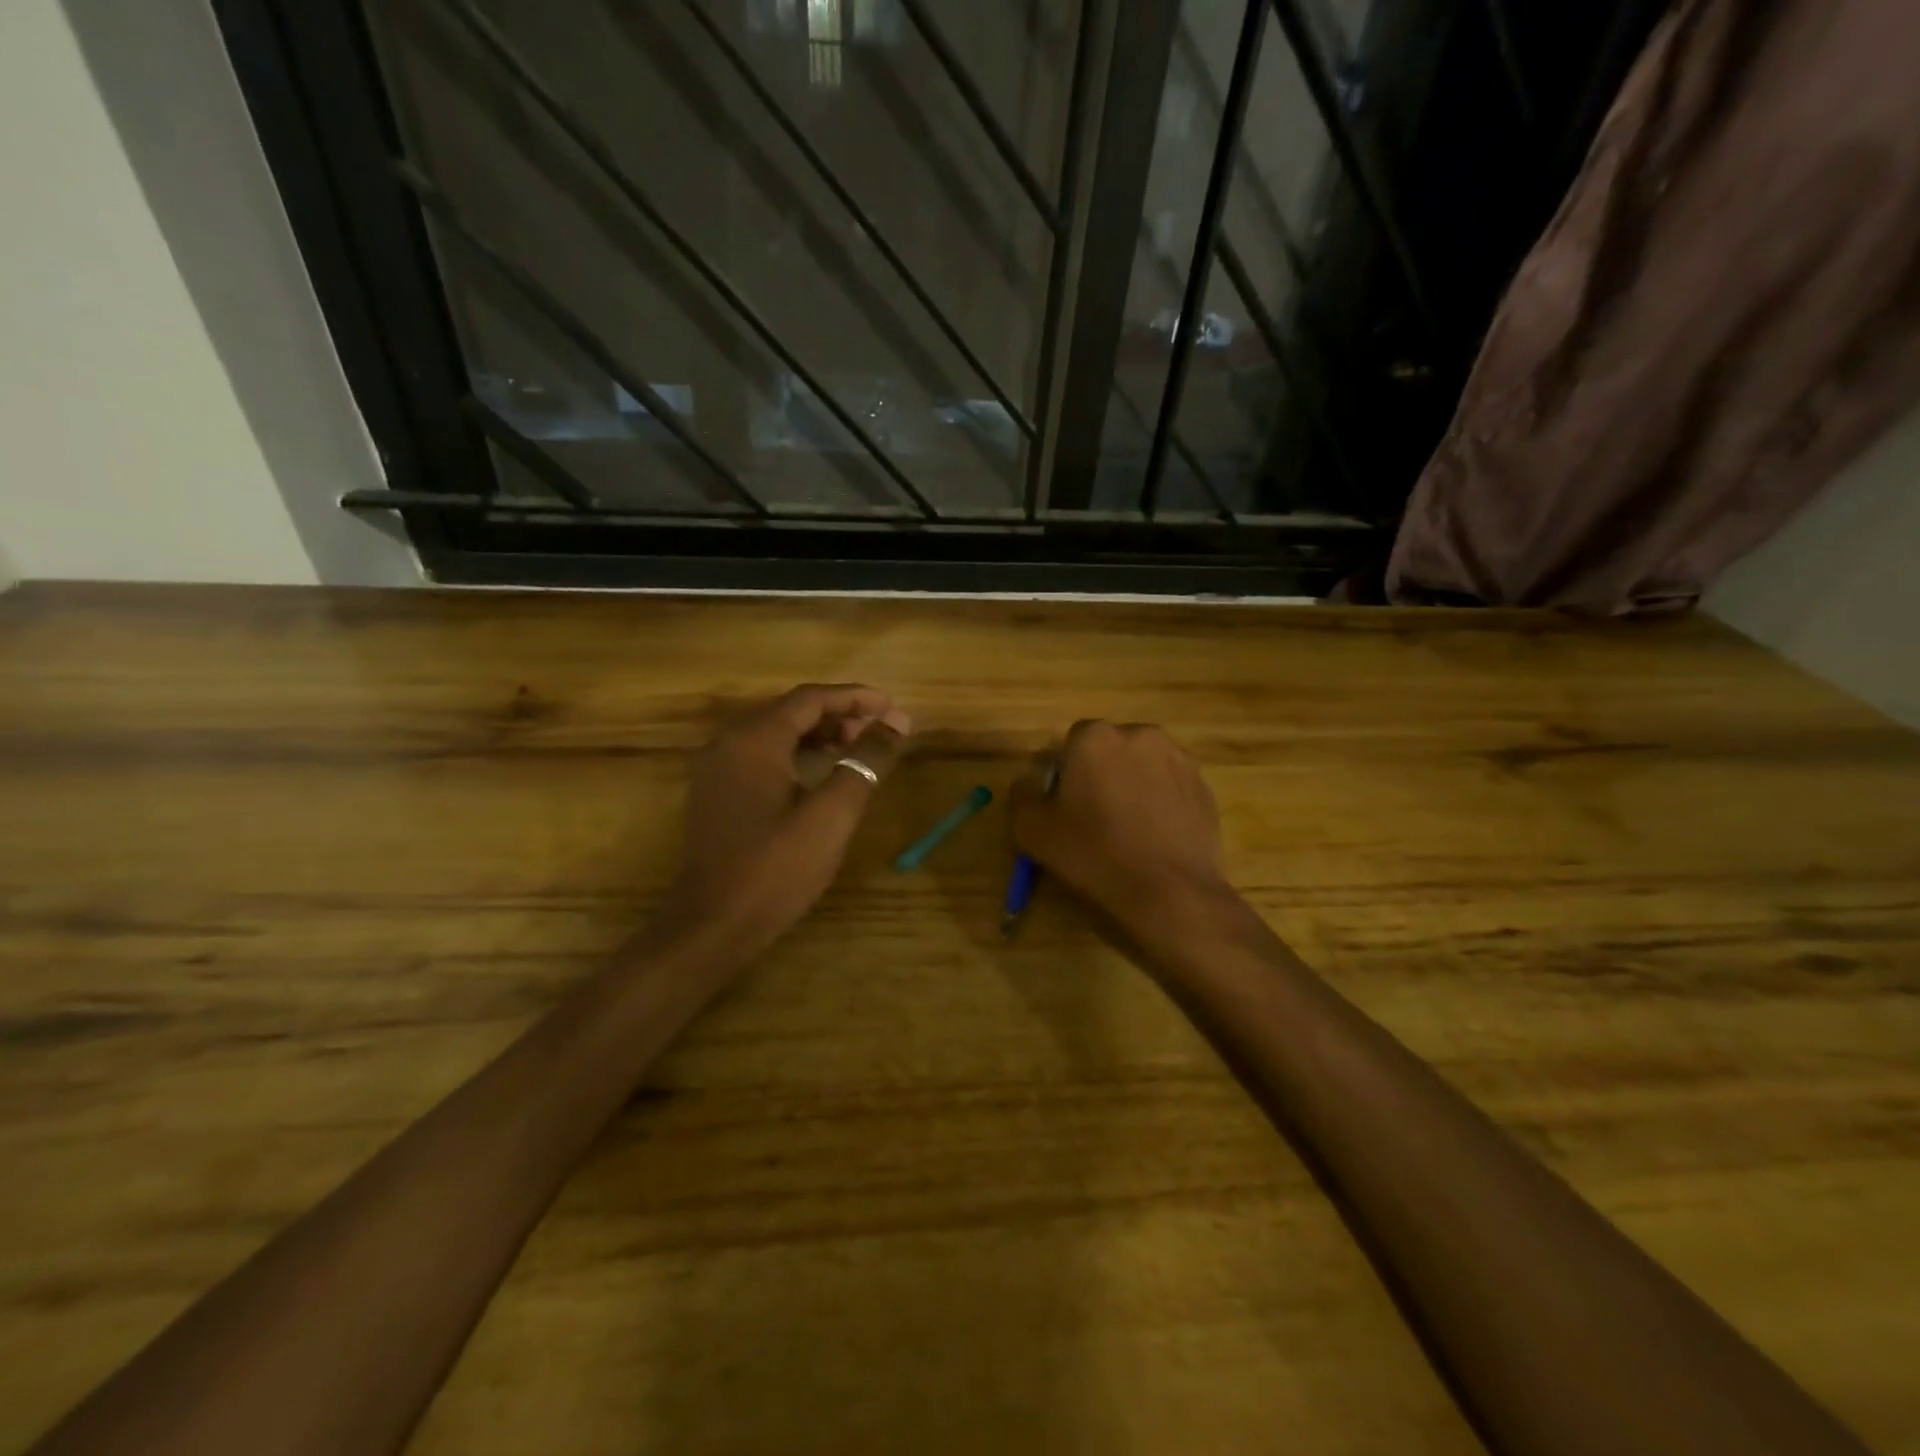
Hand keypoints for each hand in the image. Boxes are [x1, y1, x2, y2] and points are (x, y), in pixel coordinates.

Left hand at [660, 684, 909, 957]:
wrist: (711, 926)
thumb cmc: (775, 870)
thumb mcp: (831, 816)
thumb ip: (864, 764)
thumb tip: (896, 724)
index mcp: (754, 741)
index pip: (810, 699)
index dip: (855, 698)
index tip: (892, 708)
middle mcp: (729, 743)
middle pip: (790, 711)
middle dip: (839, 715)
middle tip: (879, 732)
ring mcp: (717, 769)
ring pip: (775, 733)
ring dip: (819, 734)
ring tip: (857, 749)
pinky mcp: (716, 794)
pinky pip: (762, 756)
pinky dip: (796, 754)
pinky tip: (820, 774)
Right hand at [1009, 720, 1232, 932]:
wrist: (1170, 891)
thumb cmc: (1094, 854)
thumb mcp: (1033, 830)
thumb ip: (1022, 795)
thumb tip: (1028, 781)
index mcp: (1095, 737)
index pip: (1071, 742)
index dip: (1066, 774)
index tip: (1067, 806)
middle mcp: (1140, 734)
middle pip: (1111, 749)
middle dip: (1102, 773)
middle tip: (1096, 817)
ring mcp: (1179, 758)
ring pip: (1143, 765)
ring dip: (1133, 784)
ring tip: (1130, 829)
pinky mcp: (1205, 786)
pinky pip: (1172, 786)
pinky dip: (1162, 802)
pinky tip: (1156, 837)